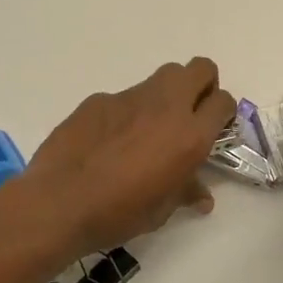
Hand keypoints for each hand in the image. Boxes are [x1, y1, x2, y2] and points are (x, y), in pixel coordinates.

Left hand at [24, 58, 235, 257]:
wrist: (59, 202)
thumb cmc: (119, 213)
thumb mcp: (161, 210)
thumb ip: (185, 192)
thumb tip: (201, 196)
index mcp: (189, 136)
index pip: (223, 101)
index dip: (221, 112)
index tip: (212, 129)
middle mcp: (165, 107)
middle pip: (199, 69)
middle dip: (201, 85)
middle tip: (189, 114)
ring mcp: (130, 98)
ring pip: (161, 77)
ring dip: (165, 96)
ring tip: (149, 129)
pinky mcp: (99, 99)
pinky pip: (123, 98)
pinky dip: (126, 113)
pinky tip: (108, 141)